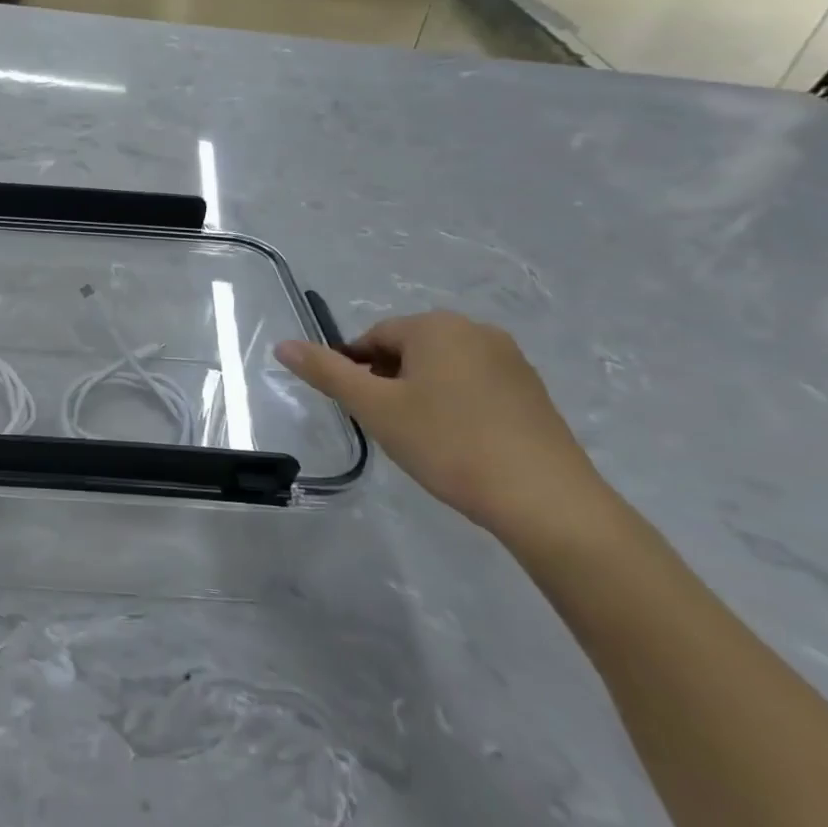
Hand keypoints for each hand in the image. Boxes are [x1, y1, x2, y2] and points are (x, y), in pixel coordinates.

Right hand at [275, 311, 611, 542]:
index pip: (374, 337)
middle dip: (389, 382)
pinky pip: (474, 387)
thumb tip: (283, 344)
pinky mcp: (532, 393)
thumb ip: (326, 372)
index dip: (356, 371)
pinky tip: (457, 443)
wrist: (544, 500)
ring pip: (441, 369)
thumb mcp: (375, 408)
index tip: (359, 409)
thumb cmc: (448, 443)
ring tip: (421, 438)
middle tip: (387, 426)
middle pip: (408, 350)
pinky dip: (455, 407)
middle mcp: (476, 331)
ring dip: (420, 394)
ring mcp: (511, 361)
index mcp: (436, 326)